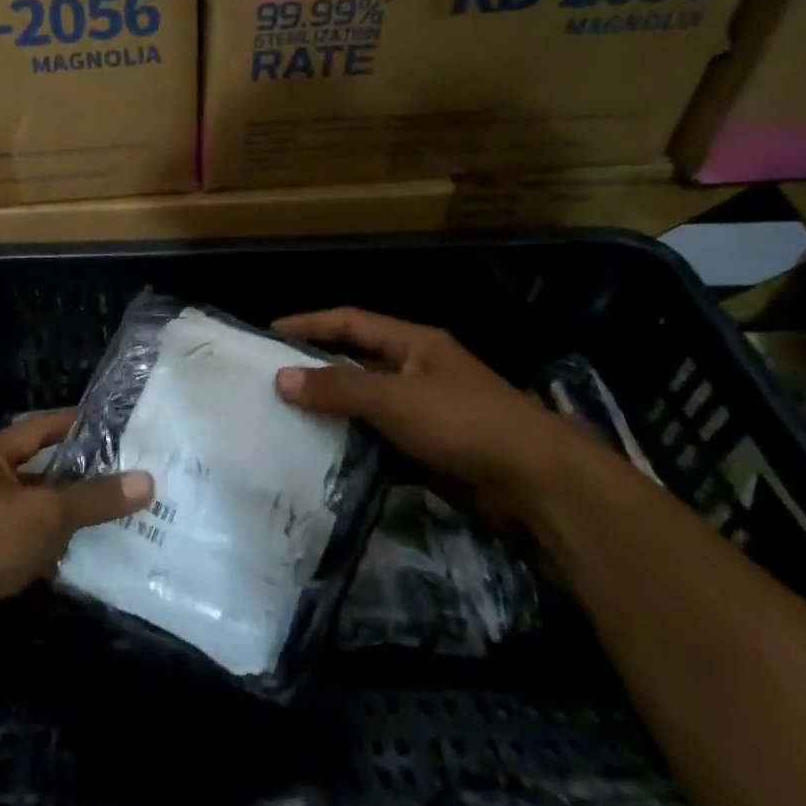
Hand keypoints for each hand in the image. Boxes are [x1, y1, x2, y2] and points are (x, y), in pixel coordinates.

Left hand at [0, 411, 153, 602]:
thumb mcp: (45, 512)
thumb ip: (94, 497)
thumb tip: (148, 481)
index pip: (39, 427)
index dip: (74, 423)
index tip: (112, 423)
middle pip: (42, 471)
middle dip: (81, 474)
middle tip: (126, 472)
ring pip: (39, 510)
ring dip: (71, 513)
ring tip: (118, 510)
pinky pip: (33, 542)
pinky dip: (58, 545)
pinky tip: (91, 549)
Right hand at [272, 308, 605, 527]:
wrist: (539, 484)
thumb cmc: (464, 423)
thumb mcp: (394, 398)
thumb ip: (337, 387)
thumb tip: (280, 378)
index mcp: (413, 343)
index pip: (349, 321)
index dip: (308, 323)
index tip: (267, 334)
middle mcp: (417, 370)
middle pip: (355, 360)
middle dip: (315, 369)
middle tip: (269, 381)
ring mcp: (425, 410)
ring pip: (365, 403)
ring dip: (331, 410)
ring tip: (284, 418)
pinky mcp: (430, 448)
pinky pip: (379, 438)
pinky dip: (352, 442)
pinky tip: (322, 453)